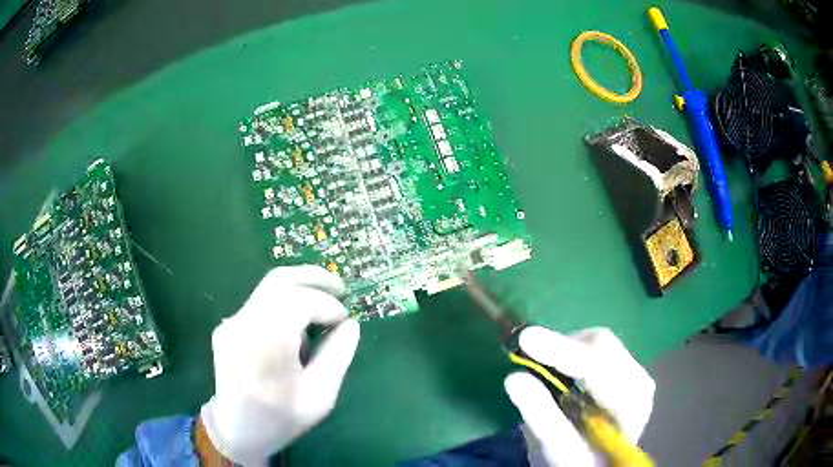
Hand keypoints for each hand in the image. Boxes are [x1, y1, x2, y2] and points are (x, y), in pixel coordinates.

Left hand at [199, 266, 360, 465]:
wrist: (235, 431)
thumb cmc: (280, 418)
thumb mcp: (320, 395)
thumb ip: (338, 355)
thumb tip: (350, 325)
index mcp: (266, 340)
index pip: (301, 301)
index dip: (329, 306)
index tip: (346, 322)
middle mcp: (244, 321)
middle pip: (280, 279)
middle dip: (315, 278)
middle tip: (341, 288)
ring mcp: (232, 322)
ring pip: (269, 288)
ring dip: (300, 289)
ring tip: (323, 305)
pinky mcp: (228, 326)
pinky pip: (260, 304)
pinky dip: (284, 304)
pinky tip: (296, 328)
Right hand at [504, 327, 654, 466]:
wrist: (593, 464)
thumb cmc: (577, 461)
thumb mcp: (558, 448)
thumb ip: (541, 415)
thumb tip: (513, 377)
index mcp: (630, 405)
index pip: (599, 369)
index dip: (562, 351)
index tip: (526, 339)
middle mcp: (638, 382)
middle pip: (602, 346)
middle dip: (563, 347)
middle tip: (526, 352)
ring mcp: (632, 372)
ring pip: (598, 342)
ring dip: (566, 348)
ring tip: (541, 365)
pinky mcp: (622, 368)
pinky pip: (596, 347)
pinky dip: (571, 351)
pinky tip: (557, 367)